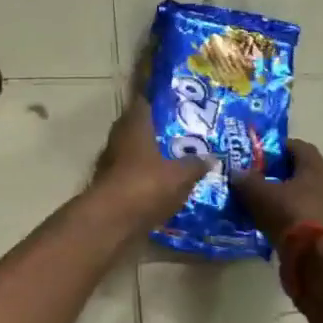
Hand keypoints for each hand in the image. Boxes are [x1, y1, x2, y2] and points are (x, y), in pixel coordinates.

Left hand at [90, 89, 208, 231]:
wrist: (112, 221)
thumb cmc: (146, 185)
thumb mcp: (180, 175)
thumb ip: (195, 164)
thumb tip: (211, 158)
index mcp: (134, 125)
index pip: (144, 102)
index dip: (159, 101)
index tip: (178, 103)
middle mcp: (119, 138)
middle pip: (139, 127)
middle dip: (159, 130)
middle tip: (184, 133)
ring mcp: (111, 162)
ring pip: (135, 151)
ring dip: (152, 154)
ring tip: (178, 158)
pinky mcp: (110, 184)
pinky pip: (132, 173)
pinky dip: (145, 175)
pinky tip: (164, 183)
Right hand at [230, 139, 322, 252]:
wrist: (319, 260)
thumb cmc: (292, 214)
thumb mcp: (260, 194)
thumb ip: (246, 180)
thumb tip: (236, 173)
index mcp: (315, 166)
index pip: (295, 145)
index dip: (273, 147)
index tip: (253, 155)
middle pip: (298, 171)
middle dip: (275, 173)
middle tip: (251, 178)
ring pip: (299, 194)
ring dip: (279, 197)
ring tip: (254, 202)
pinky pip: (300, 215)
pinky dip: (284, 216)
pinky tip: (265, 222)